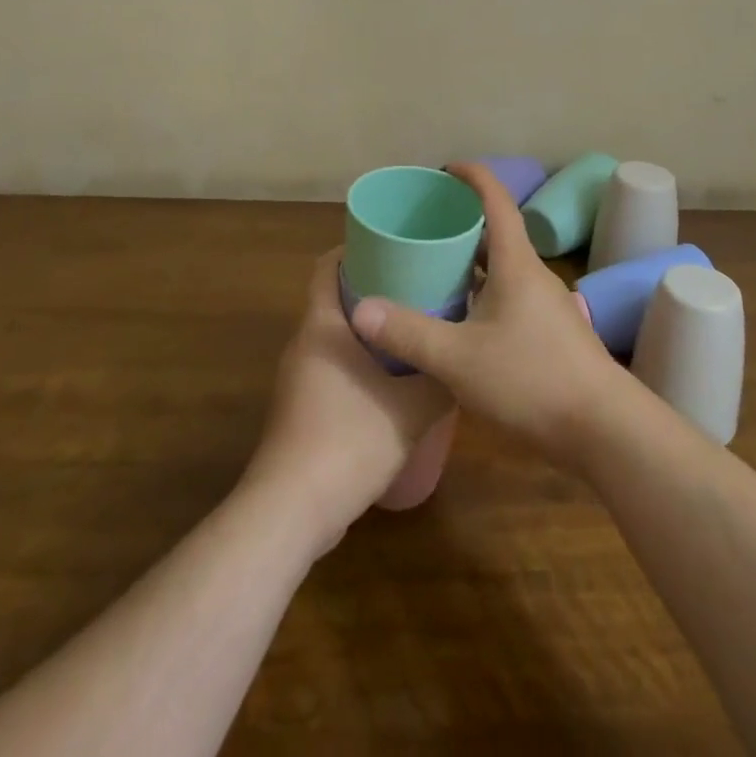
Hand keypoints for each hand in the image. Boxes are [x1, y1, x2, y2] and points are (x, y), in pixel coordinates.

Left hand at [241, 251, 453, 554]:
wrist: (291, 511)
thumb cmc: (349, 441)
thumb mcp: (411, 409)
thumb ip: (441, 381)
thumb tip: (464, 360)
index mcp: (322, 326)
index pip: (327, 266)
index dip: (355, 249)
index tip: (393, 245)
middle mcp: (304, 343)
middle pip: (334, 298)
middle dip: (373, 288)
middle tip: (417, 285)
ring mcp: (298, 379)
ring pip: (335, 336)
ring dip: (368, 329)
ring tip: (412, 329)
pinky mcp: (300, 410)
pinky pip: (332, 367)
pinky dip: (359, 361)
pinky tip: (392, 381)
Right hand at [349, 161, 632, 468]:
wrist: (604, 430)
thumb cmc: (532, 379)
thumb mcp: (459, 359)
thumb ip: (409, 332)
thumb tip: (361, 308)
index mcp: (516, 263)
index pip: (496, 200)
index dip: (472, 177)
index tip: (444, 169)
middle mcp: (533, 275)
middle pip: (496, 233)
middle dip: (461, 223)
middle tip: (422, 227)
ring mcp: (545, 305)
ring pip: (502, 268)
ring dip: (470, 262)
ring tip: (433, 270)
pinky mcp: (550, 334)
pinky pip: (509, 296)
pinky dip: (482, 293)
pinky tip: (460, 320)